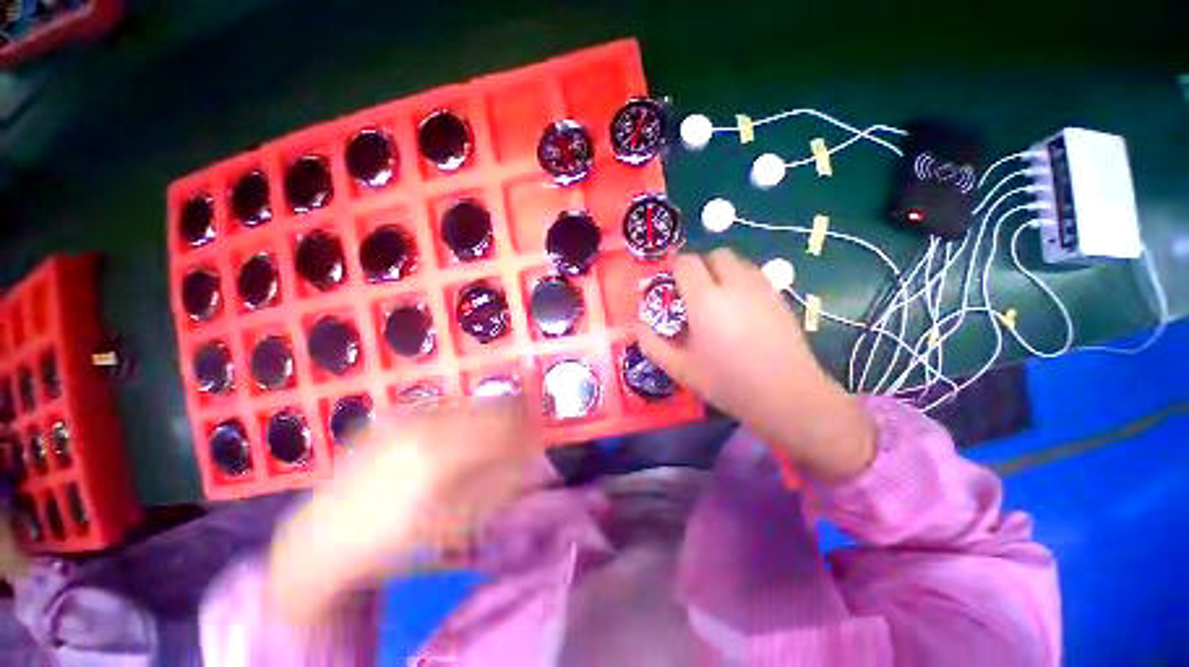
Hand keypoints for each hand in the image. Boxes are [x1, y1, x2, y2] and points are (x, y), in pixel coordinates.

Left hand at [266, 395, 541, 625]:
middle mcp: (426, 421)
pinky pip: (447, 407)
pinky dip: (465, 418)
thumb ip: (501, 483)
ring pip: (472, 402)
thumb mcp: (456, 522)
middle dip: (515, 420)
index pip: (506, 422)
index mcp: (441, 452)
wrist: (324, 537)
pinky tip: (458, 440)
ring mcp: (408, 413)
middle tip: (520, 440)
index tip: (538, 440)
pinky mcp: (396, 413)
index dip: (530, 427)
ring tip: (491, 441)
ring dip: (491, 418)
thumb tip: (533, 456)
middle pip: (492, 405)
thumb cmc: (394, 540)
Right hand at [638, 248, 875, 480]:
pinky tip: (740, 310)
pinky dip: (740, 281)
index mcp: (706, 299)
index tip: (670, 287)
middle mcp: (735, 284)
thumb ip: (652, 343)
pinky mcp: (779, 297)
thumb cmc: (727, 382)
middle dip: (700, 266)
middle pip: (715, 254)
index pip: (687, 263)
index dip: (674, 268)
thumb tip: (636, 325)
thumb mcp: (680, 368)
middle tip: (693, 293)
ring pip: (738, 262)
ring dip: (721, 271)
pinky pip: (754, 275)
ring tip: (717, 300)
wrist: (787, 395)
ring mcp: (762, 288)